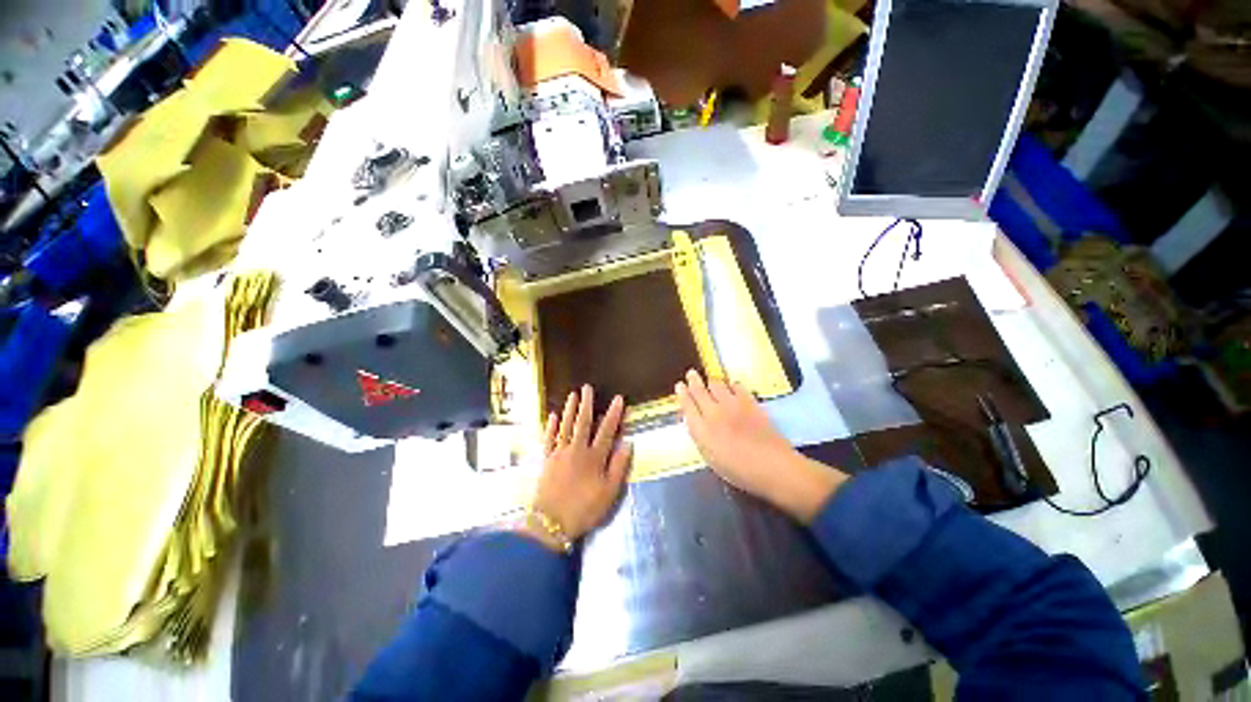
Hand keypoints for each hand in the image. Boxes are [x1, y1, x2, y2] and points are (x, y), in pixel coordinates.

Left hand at [524, 386, 632, 548]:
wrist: (552, 523)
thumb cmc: (585, 508)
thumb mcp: (609, 491)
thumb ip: (619, 466)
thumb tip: (628, 443)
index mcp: (594, 457)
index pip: (607, 430)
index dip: (613, 414)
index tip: (618, 398)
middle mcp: (577, 450)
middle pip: (583, 423)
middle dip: (586, 404)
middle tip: (587, 388)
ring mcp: (559, 454)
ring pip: (565, 427)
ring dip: (569, 410)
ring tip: (572, 395)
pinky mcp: (546, 460)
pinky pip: (549, 439)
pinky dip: (551, 427)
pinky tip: (553, 416)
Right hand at [675, 369, 845, 521]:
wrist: (771, 465)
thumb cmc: (739, 471)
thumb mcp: (711, 458)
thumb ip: (700, 436)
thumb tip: (695, 421)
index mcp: (701, 430)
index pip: (687, 405)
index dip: (682, 393)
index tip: (679, 385)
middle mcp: (713, 412)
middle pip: (699, 390)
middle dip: (693, 380)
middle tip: (691, 373)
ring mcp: (732, 404)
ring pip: (717, 384)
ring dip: (711, 381)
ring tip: (710, 380)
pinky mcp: (749, 401)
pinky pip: (737, 386)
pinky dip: (732, 385)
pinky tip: (732, 386)